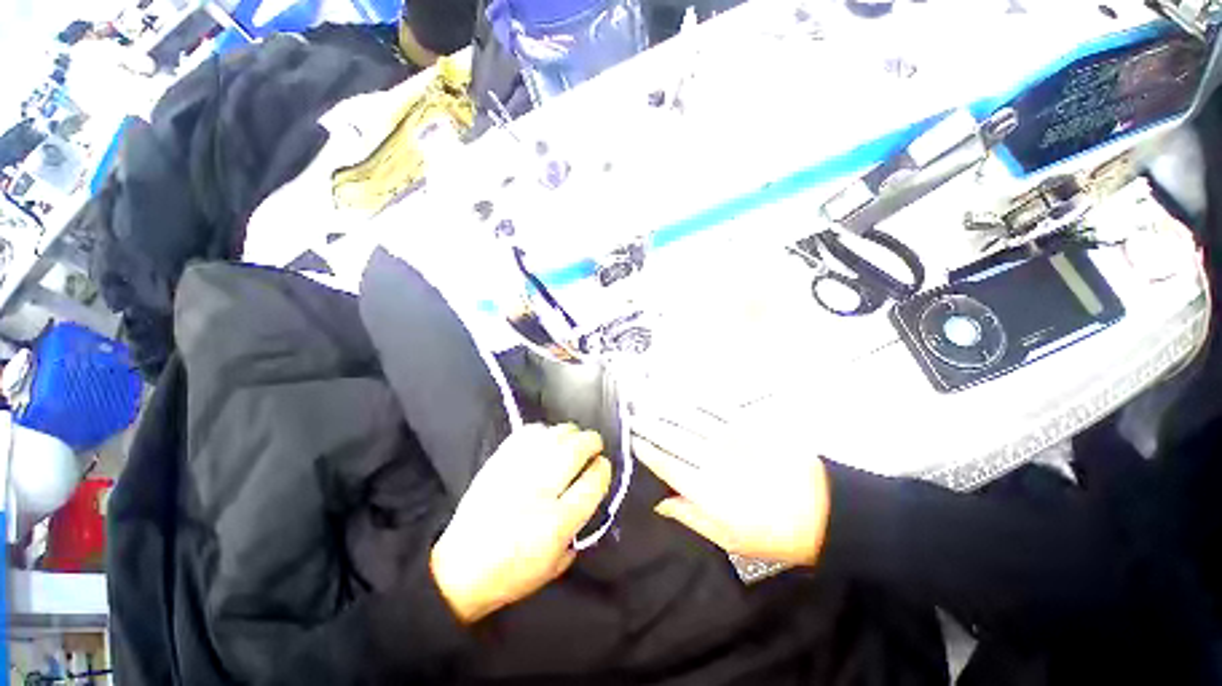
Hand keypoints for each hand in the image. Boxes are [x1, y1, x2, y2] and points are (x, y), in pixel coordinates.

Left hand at [431, 424, 611, 623]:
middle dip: (592, 443)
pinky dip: (544, 431)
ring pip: (556, 435)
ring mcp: (518, 471)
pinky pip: (530, 432)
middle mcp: (540, 490)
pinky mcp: (500, 460)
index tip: (602, 467)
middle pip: (577, 449)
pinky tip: (546, 440)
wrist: (460, 567)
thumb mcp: (556, 563)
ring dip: (571, 434)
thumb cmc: (512, 572)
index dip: (603, 468)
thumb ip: (580, 527)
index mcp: (558, 521)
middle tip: (593, 446)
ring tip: (572, 440)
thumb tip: (590, 492)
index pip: (594, 480)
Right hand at [630, 410, 830, 566]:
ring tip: (649, 402)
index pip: (666, 464)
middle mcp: (713, 460)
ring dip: (666, 410)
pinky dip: (698, 402)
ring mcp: (731, 439)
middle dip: (649, 426)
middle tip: (632, 417)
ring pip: (690, 420)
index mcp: (707, 490)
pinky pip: (717, 409)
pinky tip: (685, 397)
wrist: (824, 511)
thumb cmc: (774, 532)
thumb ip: (691, 516)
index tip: (632, 440)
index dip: (646, 451)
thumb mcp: (729, 539)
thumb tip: (660, 502)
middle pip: (672, 438)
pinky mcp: (749, 426)